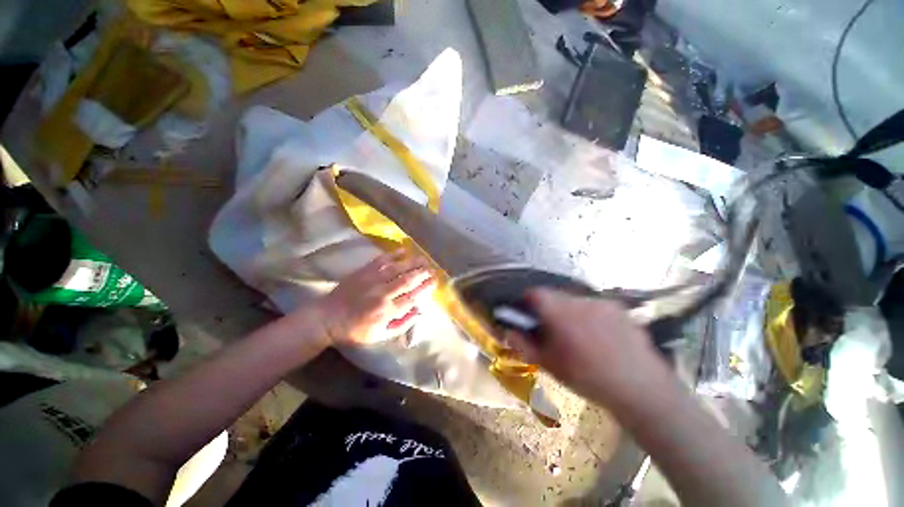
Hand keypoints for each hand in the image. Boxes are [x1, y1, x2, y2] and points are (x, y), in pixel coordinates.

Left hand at [318, 250, 436, 345]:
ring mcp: (372, 280)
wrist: (326, 318)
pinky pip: (381, 260)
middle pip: (408, 281)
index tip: (435, 282)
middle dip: (423, 274)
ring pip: (398, 268)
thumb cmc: (355, 330)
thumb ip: (401, 325)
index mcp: (387, 311)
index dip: (425, 288)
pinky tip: (404, 250)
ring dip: (413, 263)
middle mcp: (382, 293)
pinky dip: (393, 254)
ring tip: (425, 259)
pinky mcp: (363, 271)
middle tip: (433, 269)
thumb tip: (419, 312)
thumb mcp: (380, 336)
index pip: (412, 297)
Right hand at [504, 289, 670, 408]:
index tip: (527, 315)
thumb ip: (523, 345)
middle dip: (548, 308)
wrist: (640, 387)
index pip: (534, 293)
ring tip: (579, 336)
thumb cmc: (587, 377)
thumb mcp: (549, 364)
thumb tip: (507, 331)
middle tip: (553, 330)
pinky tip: (600, 336)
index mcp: (559, 312)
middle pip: (554, 295)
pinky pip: (594, 305)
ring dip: (569, 311)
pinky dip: (589, 315)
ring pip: (574, 300)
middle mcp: (578, 300)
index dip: (527, 301)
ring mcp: (601, 302)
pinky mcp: (618, 308)